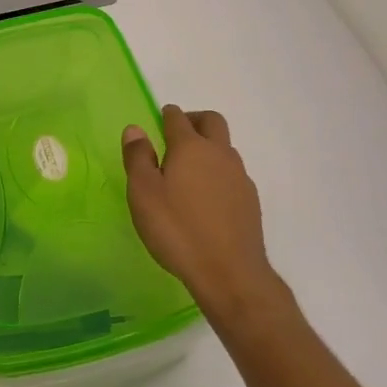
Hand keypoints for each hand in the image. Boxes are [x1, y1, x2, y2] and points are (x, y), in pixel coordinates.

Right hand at [121, 106, 281, 317]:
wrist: (229, 272)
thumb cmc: (177, 229)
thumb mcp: (144, 194)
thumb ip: (138, 158)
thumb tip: (135, 129)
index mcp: (190, 147)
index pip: (178, 118)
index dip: (168, 115)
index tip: (161, 118)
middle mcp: (219, 154)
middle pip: (211, 121)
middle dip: (194, 120)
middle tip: (177, 134)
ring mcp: (239, 176)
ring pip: (225, 148)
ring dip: (209, 147)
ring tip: (189, 170)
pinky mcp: (250, 200)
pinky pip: (233, 173)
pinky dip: (219, 173)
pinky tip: (207, 197)